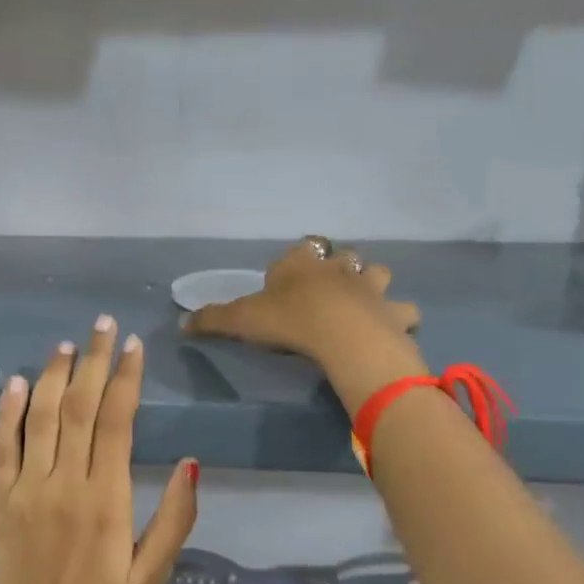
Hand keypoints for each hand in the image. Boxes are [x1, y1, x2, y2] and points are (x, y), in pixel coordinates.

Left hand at [0, 316, 198, 583]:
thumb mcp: (154, 573)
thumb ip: (174, 516)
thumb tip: (190, 461)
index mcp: (106, 497)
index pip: (116, 420)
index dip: (125, 378)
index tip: (133, 346)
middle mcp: (64, 482)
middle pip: (79, 407)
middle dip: (93, 361)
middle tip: (102, 325)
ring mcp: (26, 488)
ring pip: (40, 417)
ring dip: (53, 375)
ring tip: (66, 344)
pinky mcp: (0, 500)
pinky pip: (2, 447)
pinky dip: (8, 412)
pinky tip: (16, 382)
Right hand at [184, 237, 420, 368]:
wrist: (341, 334)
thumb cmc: (288, 320)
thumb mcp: (241, 320)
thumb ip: (212, 320)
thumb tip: (180, 323)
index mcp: (302, 263)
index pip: (301, 249)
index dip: (297, 259)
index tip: (290, 277)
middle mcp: (338, 267)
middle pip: (342, 256)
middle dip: (338, 267)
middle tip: (329, 289)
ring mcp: (370, 286)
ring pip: (378, 273)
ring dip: (372, 284)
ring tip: (364, 304)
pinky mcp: (392, 311)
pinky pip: (404, 310)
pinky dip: (399, 317)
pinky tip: (392, 328)